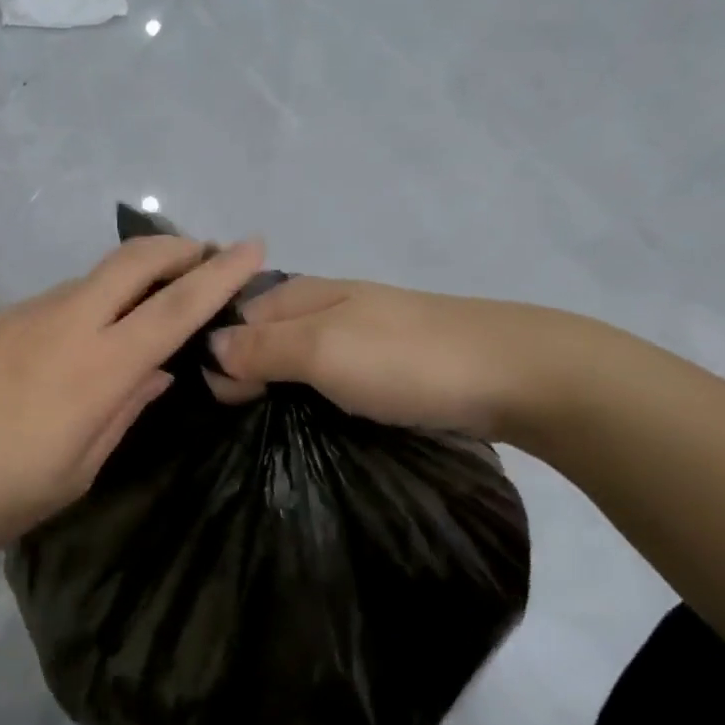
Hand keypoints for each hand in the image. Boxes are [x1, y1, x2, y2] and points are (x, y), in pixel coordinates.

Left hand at [0, 235, 266, 572]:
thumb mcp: (75, 473)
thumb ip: (122, 412)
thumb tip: (155, 373)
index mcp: (96, 369)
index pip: (174, 309)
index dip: (219, 275)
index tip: (253, 247)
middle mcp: (63, 324)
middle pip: (132, 261)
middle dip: (179, 248)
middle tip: (208, 255)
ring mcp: (22, 316)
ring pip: (92, 278)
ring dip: (132, 278)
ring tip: (149, 306)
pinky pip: (56, 300)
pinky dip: (89, 303)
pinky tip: (81, 342)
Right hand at [205, 277, 598, 441]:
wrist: (515, 374)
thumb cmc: (406, 361)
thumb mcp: (322, 350)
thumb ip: (262, 347)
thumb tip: (209, 348)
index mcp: (304, 294)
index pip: (237, 317)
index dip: (218, 357)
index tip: (217, 406)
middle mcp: (326, 308)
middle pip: (265, 336)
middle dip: (244, 373)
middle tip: (238, 424)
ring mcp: (360, 336)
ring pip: (298, 359)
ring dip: (278, 388)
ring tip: (266, 431)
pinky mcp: (387, 366)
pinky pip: (331, 377)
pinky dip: (313, 397)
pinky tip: (313, 422)